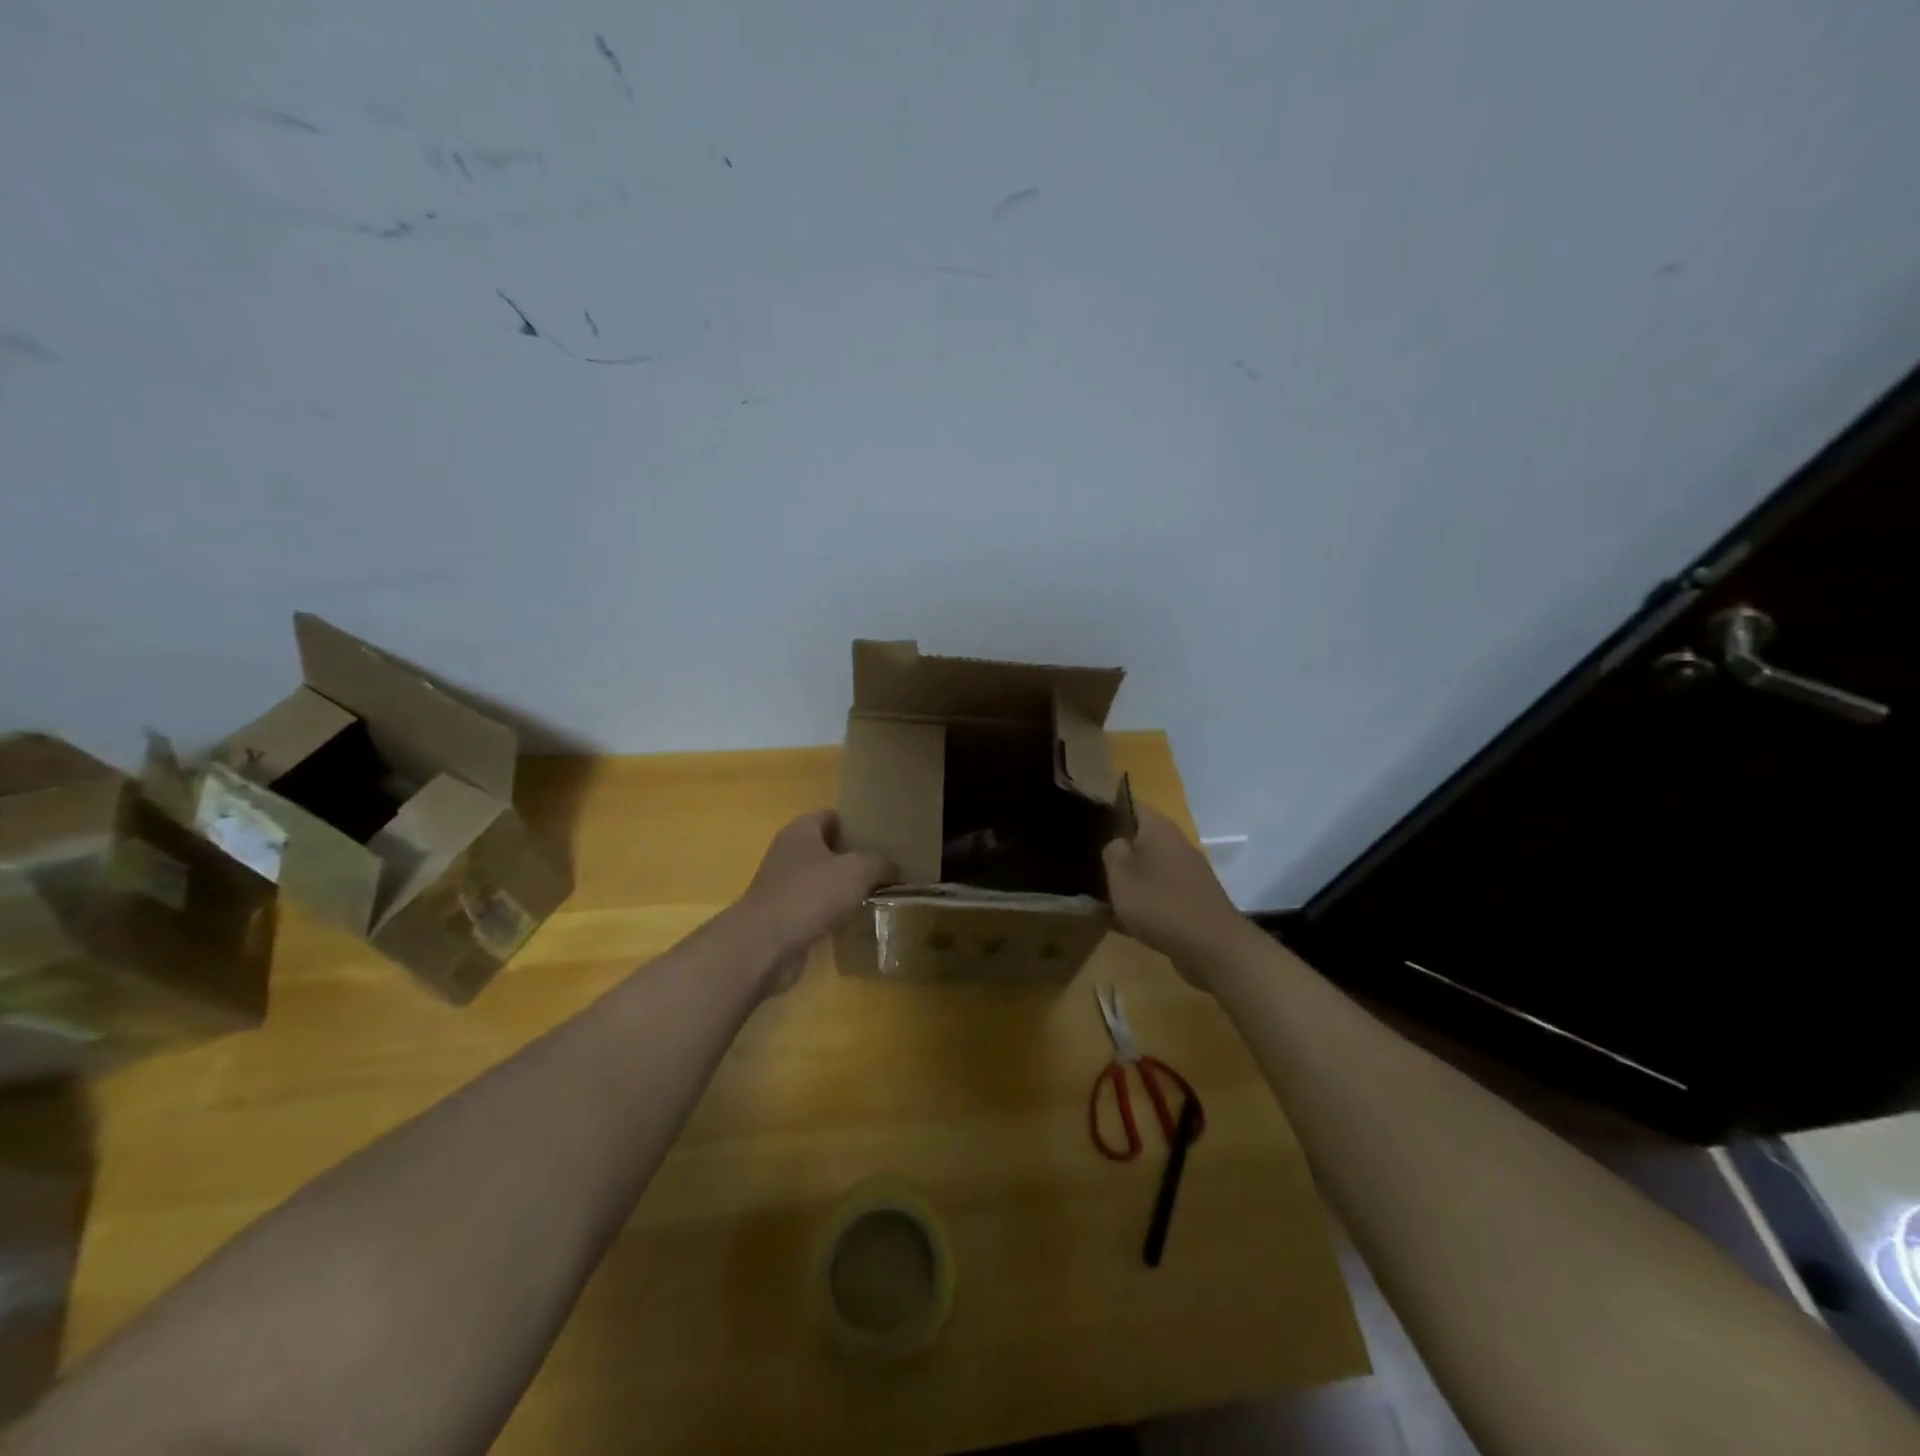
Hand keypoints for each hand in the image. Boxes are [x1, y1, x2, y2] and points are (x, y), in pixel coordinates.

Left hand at [734, 810, 892, 993]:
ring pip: (821, 879)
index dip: (856, 823)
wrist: (765, 944)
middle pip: (827, 847)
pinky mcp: (783, 915)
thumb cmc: (810, 894)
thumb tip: (895, 867)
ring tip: (877, 892)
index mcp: (801, 830)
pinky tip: (855, 919)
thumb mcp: (858, 871)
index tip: (882, 836)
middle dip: (854, 856)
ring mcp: (782, 885)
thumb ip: (880, 864)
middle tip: (886, 866)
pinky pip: (814, 906)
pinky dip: (832, 911)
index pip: (832, 816)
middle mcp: (788, 852)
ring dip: (844, 886)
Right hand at [1102, 807, 1251, 980]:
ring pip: (1150, 866)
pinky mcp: (1193, 898)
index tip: (1088, 824)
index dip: (1108, 809)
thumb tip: (1117, 843)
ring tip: (1103, 893)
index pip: (1131, 804)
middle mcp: (1176, 843)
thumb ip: (1112, 851)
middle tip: (1090, 862)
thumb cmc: (1160, 902)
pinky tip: (1126, 919)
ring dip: (1130, 878)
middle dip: (1117, 848)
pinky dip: (1144, 900)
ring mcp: (1188, 872)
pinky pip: (1160, 891)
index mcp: (1159, 828)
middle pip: (1141, 837)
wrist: (1212, 946)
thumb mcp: (1120, 874)